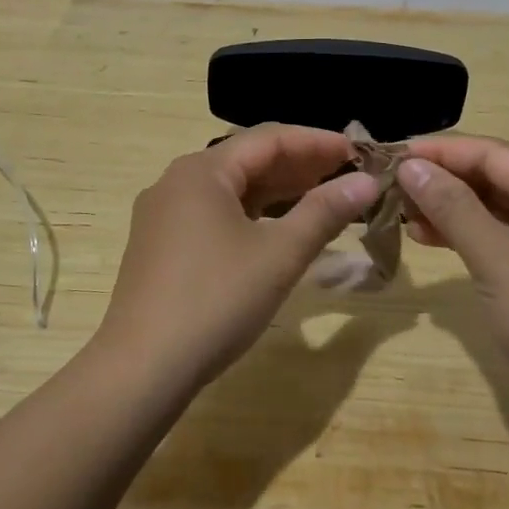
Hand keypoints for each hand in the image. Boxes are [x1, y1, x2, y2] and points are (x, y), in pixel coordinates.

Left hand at [96, 125, 379, 390]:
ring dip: (277, 192)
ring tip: (322, 199)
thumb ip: (324, 212)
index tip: (358, 153)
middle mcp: (177, 181)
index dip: (316, 142)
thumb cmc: (216, 300)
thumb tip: (366, 181)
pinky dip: (251, 216)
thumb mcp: (279, 254)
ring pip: (231, 190)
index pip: (268, 139)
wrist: (142, 369)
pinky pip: (214, 214)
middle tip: (346, 176)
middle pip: (247, 160)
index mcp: (201, 171)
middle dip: (299, 166)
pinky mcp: (161, 246)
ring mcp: (163, 215)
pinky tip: (278, 231)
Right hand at [398, 136, 508, 403]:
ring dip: (452, 210)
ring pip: (499, 211)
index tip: (394, 152)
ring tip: (404, 214)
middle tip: (393, 184)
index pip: (496, 154)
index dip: (442, 151)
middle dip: (445, 181)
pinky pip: (505, 239)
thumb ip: (451, 206)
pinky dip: (470, 237)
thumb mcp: (496, 256)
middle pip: (498, 179)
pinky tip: (432, 239)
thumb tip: (410, 164)